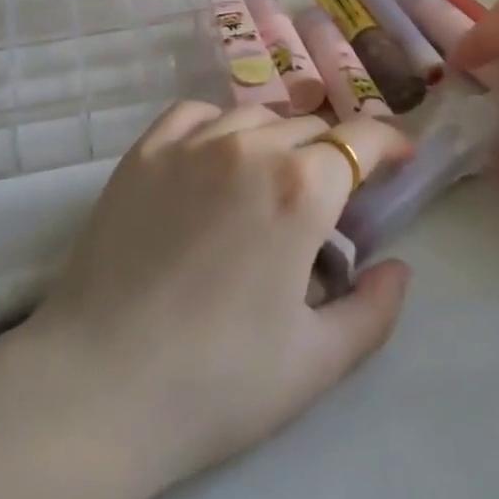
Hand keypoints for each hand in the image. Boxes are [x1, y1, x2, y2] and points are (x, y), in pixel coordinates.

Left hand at [29, 102, 414, 491]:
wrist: (99, 384)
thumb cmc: (217, 382)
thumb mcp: (317, 362)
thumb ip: (373, 309)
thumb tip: (397, 267)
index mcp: (300, 190)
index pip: (360, 140)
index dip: (388, 144)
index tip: (399, 158)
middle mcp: (249, 147)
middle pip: (308, 128)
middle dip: (331, 156)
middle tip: (328, 200)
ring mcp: (191, 142)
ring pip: (255, 117)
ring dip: (278, 140)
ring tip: (273, 180)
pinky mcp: (145, 150)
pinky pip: (196, 113)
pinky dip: (220, 126)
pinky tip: (217, 157)